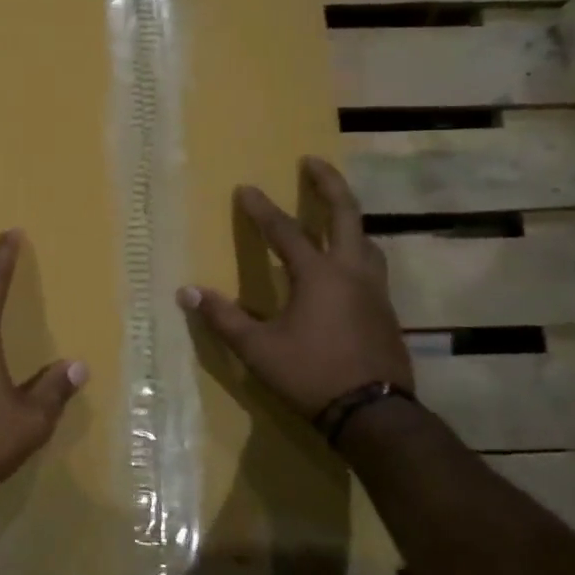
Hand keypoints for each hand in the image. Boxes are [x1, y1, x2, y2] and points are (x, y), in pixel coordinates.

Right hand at [178, 156, 410, 418]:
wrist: (373, 413)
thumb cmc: (311, 374)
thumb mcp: (258, 349)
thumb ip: (223, 317)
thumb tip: (188, 292)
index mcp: (319, 275)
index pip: (285, 232)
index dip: (261, 209)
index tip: (245, 188)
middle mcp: (352, 273)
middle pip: (346, 215)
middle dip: (328, 184)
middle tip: (313, 162)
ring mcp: (375, 291)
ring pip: (366, 241)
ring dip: (348, 219)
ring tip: (334, 214)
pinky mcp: (386, 312)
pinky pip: (371, 267)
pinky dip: (356, 252)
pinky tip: (345, 268)